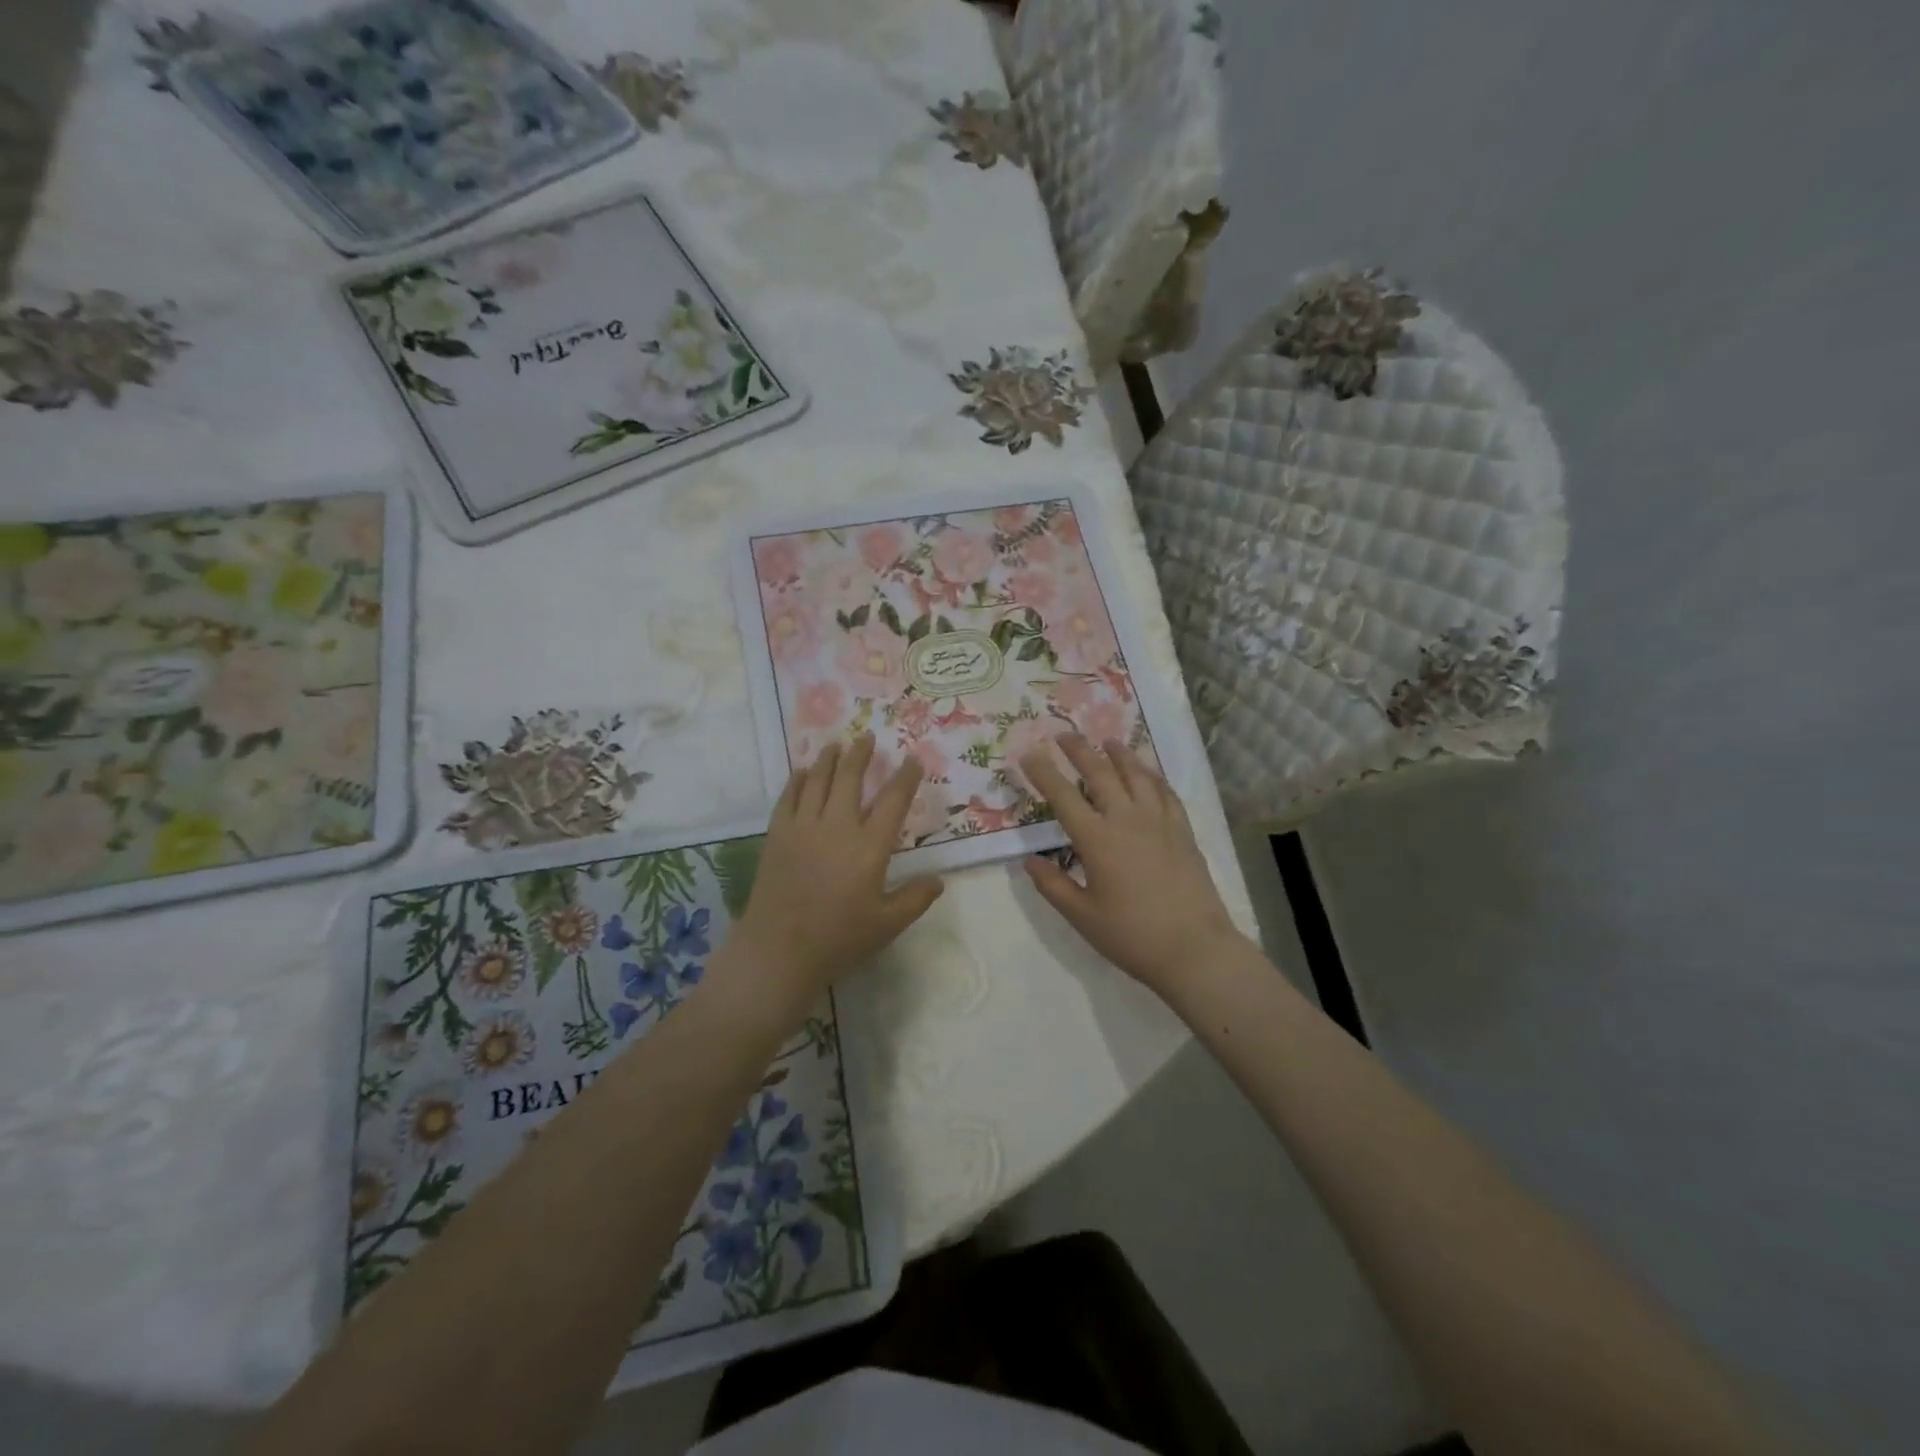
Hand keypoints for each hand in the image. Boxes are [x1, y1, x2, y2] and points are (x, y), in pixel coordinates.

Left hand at [729, 734, 943, 1014]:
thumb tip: (939, 879)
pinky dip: (797, 780)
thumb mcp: (887, 925)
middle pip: (850, 778)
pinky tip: (802, 771)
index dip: (906, 777)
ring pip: (818, 780)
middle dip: (861, 754)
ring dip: (829, 759)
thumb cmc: (838, 939)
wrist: (778, 951)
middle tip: (867, 738)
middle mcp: (838, 827)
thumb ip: (915, 898)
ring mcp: (803, 827)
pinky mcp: (777, 835)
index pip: (893, 801)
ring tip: (836, 744)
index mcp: (870, 847)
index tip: (913, 759)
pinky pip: (788, 797)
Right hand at [1021, 735, 1244, 992]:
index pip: (1063, 796)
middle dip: (1079, 750)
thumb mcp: (1082, 916)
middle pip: (1100, 773)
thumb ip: (1053, 885)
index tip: (1028, 753)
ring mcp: (1159, 821)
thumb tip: (1030, 860)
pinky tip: (1149, 773)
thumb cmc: (1132, 936)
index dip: (1043, 772)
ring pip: (1137, 775)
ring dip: (1119, 754)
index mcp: (1097, 839)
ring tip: (1108, 742)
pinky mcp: (1183, 830)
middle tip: (1064, 734)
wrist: (1194, 949)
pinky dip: (1153, 776)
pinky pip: (1166, 792)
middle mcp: (1127, 819)